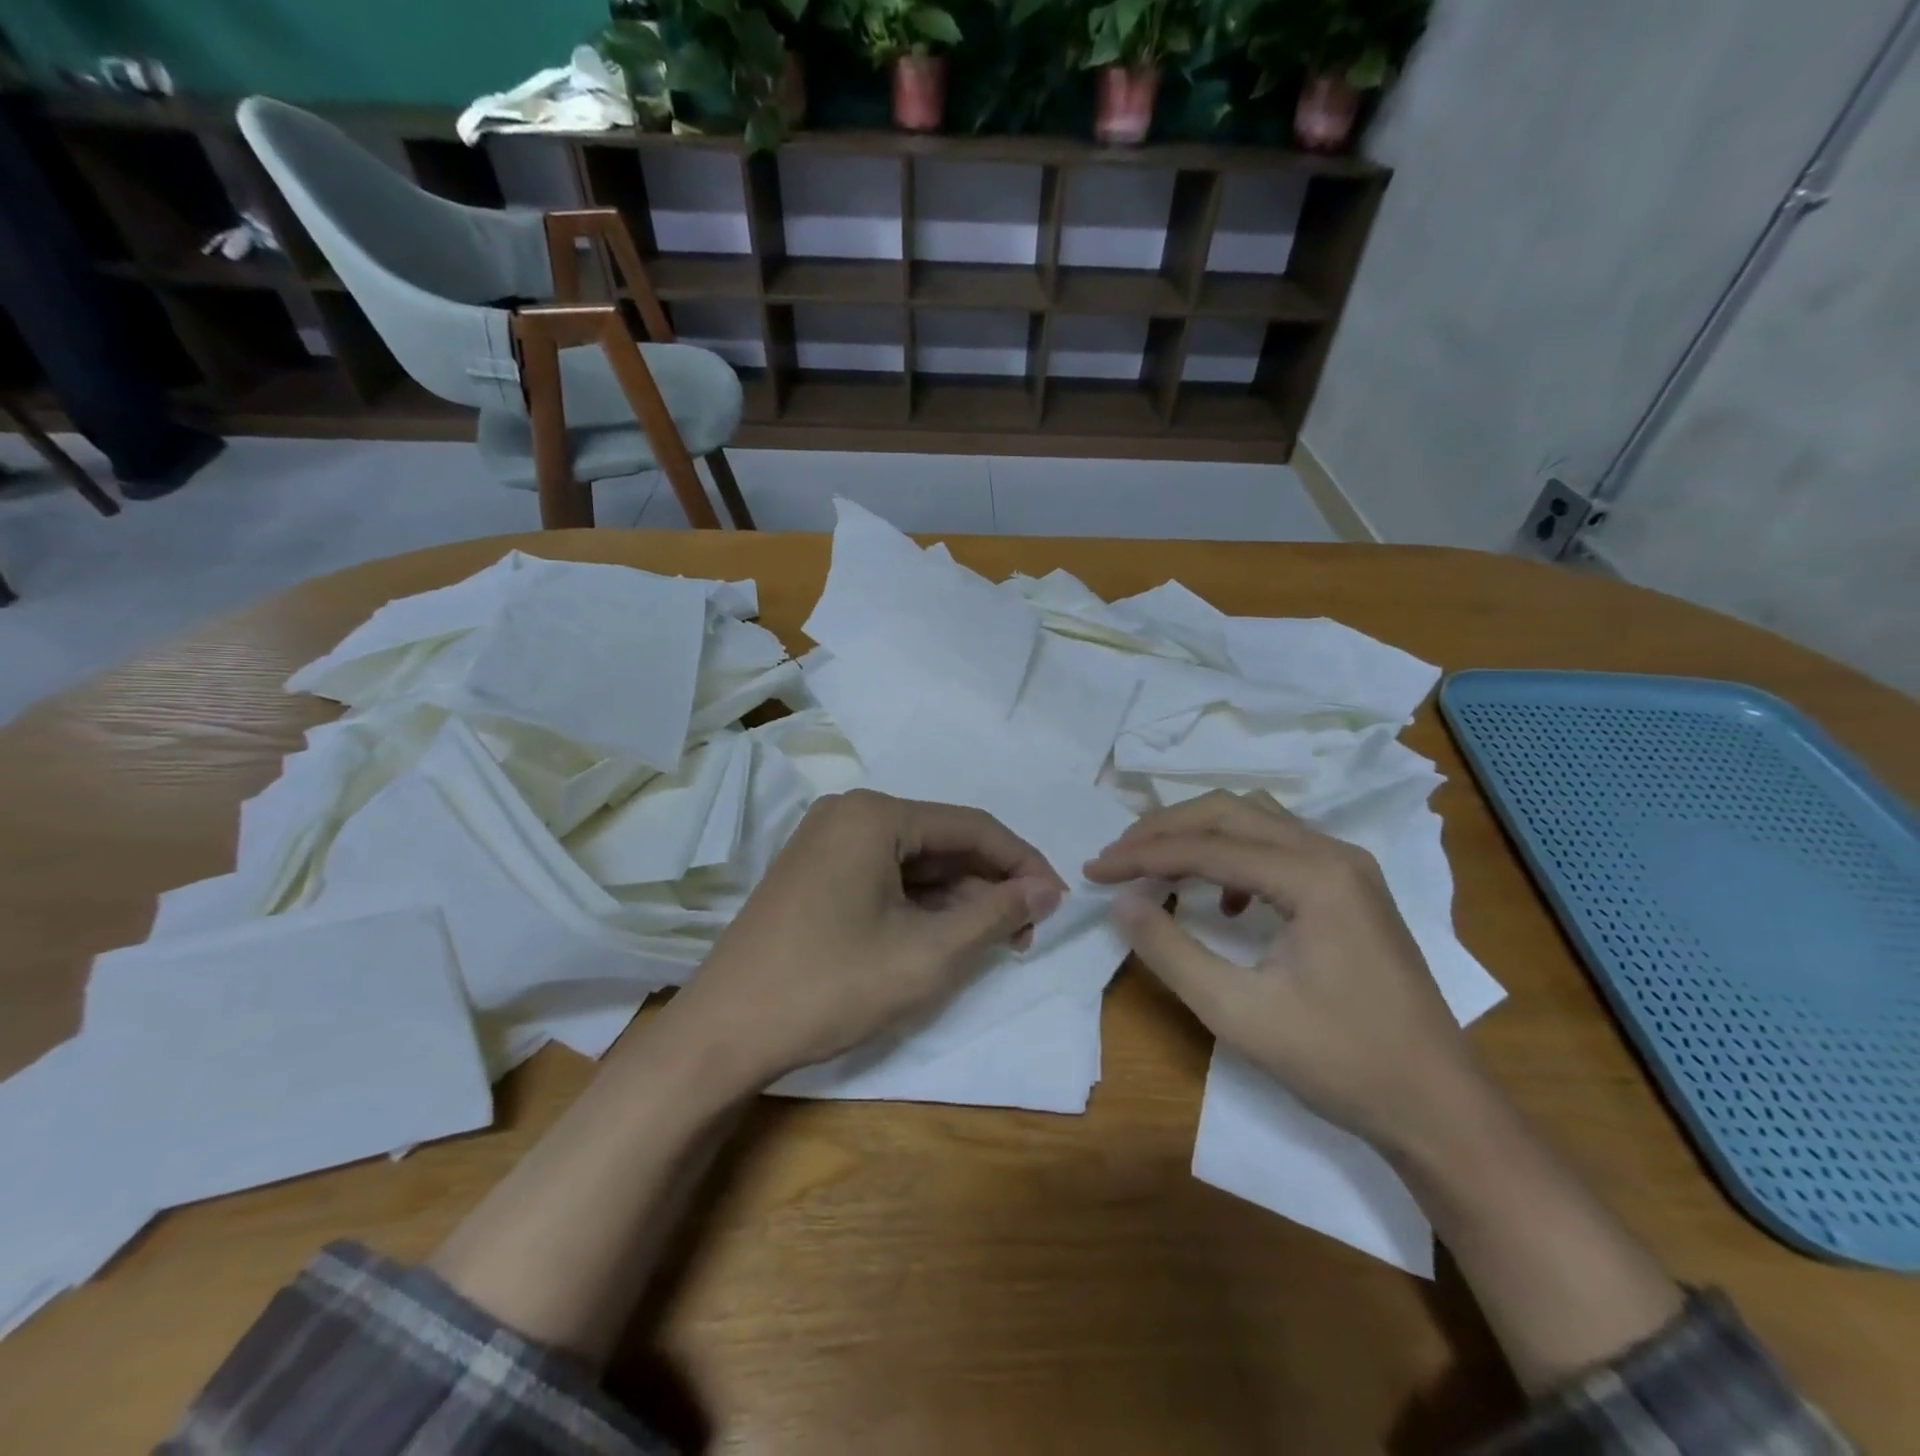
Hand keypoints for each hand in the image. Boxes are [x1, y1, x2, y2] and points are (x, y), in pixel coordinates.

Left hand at [663, 789, 1064, 1084]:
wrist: (723, 1034)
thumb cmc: (831, 986)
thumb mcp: (927, 954)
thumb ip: (995, 915)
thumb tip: (1047, 889)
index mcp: (876, 815)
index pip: (973, 827)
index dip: (1023, 863)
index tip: (1058, 903)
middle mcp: (850, 814)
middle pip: (943, 841)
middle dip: (989, 885)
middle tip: (1027, 933)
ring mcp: (826, 843)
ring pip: (915, 862)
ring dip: (958, 898)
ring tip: (993, 942)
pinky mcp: (815, 874)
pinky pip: (885, 877)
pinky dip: (920, 905)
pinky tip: (944, 938)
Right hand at [1084, 789, 1482, 1150]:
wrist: (1438, 1108)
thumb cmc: (1339, 1062)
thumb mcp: (1238, 1012)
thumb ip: (1171, 951)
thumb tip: (1122, 902)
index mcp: (1313, 876)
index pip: (1207, 846)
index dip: (1142, 855)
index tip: (1094, 869)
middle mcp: (1333, 853)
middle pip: (1230, 812)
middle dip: (1165, 829)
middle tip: (1117, 856)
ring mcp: (1348, 868)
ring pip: (1255, 821)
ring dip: (1198, 834)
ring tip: (1155, 863)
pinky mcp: (1352, 889)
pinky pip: (1280, 846)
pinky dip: (1235, 856)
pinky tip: (1224, 901)